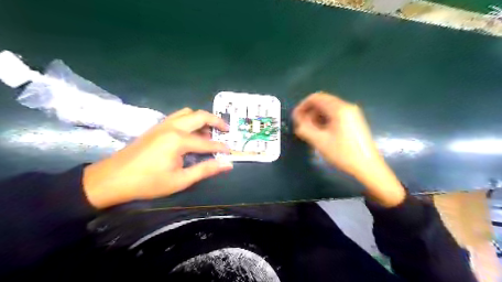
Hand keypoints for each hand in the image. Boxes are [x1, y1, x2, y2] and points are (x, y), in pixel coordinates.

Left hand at [82, 108, 233, 209]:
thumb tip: (227, 164)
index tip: (231, 152)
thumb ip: (205, 169)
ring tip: (210, 131)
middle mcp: (173, 127)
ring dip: (202, 119)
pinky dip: (190, 120)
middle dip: (216, 121)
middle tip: (226, 130)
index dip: (221, 147)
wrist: (112, 178)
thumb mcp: (180, 180)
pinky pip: (178, 116)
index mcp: (179, 140)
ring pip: (188, 113)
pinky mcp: (157, 127)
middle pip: (200, 116)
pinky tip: (191, 133)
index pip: (207, 142)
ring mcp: (163, 124)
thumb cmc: (147, 182)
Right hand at [293, 93, 404, 206]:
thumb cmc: (343, 153)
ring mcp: (352, 113)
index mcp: (339, 109)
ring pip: (328, 108)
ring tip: (310, 130)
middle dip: (309, 111)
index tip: (295, 118)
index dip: (302, 106)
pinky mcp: (354, 120)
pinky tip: (321, 131)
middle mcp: (346, 106)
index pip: (316, 98)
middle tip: (301, 125)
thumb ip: (305, 128)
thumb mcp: (320, 141)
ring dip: (316, 116)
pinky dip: (325, 119)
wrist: (367, 166)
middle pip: (322, 101)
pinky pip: (335, 114)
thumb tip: (297, 120)